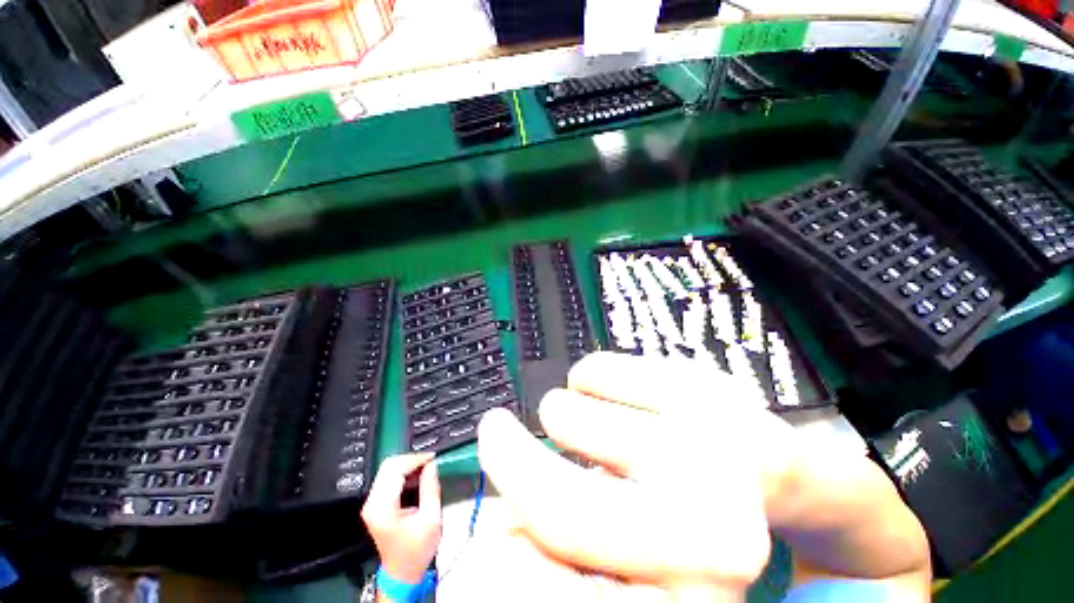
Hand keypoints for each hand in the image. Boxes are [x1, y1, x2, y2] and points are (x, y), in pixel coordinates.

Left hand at [361, 453, 441, 582]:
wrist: (402, 573)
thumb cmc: (417, 550)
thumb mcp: (431, 519)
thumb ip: (430, 488)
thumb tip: (432, 465)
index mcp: (382, 507)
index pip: (395, 469)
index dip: (416, 459)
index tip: (433, 458)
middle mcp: (372, 503)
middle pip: (388, 466)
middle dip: (411, 459)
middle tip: (430, 463)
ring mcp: (371, 503)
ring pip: (388, 469)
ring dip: (408, 465)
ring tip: (427, 469)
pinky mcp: (376, 504)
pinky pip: (388, 478)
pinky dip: (404, 473)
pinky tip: (417, 478)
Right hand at [479, 352, 788, 598]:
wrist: (758, 462)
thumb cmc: (689, 512)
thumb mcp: (629, 556)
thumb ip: (560, 550)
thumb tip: (500, 532)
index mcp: (686, 599)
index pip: (560, 596)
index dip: (506, 567)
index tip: (485, 528)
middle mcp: (712, 537)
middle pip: (562, 507)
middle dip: (509, 463)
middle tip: (495, 432)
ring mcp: (708, 449)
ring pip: (566, 415)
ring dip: (558, 417)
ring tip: (588, 429)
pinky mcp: (696, 384)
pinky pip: (594, 368)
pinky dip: (585, 379)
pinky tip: (613, 398)